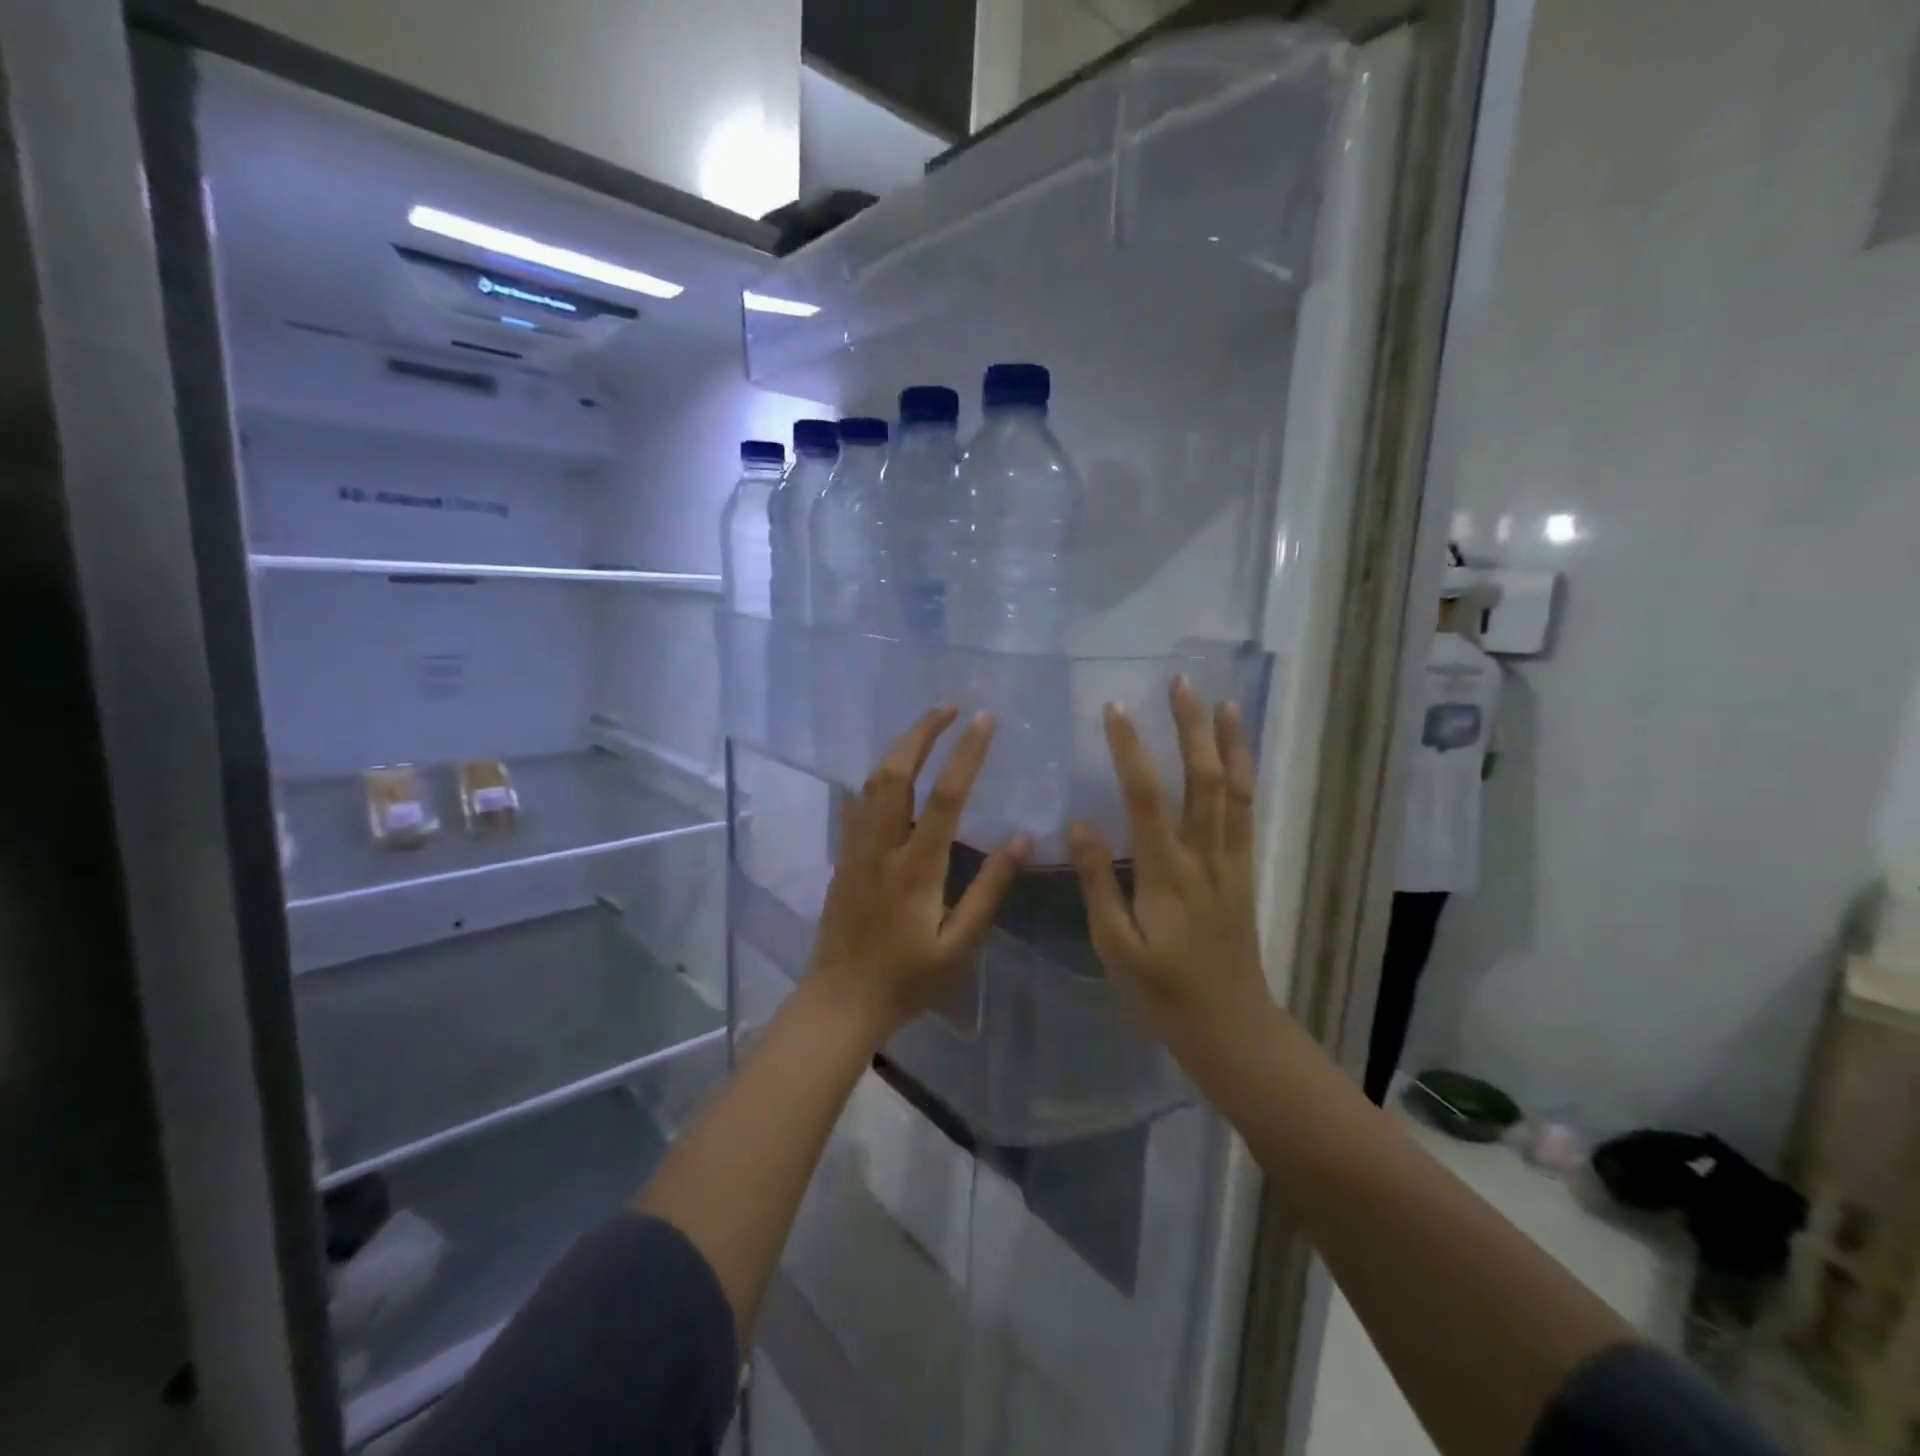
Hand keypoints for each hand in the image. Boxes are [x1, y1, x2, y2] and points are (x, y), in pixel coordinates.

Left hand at [807, 706, 1030, 1040]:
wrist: (840, 1002)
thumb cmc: (907, 979)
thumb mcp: (960, 944)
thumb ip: (989, 889)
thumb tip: (1023, 838)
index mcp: (916, 868)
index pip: (944, 796)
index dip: (966, 753)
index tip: (985, 719)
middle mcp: (881, 847)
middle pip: (894, 773)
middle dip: (920, 732)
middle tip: (948, 707)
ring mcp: (856, 850)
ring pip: (870, 783)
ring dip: (898, 748)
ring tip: (926, 729)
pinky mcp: (843, 858)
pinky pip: (857, 805)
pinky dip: (876, 779)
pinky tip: (888, 776)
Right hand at [1069, 677, 1270, 1046]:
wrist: (1230, 1027)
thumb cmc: (1162, 991)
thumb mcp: (1115, 946)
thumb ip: (1097, 882)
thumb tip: (1080, 822)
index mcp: (1165, 875)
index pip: (1145, 797)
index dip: (1130, 749)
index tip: (1115, 709)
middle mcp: (1204, 857)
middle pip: (1202, 780)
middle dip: (1191, 728)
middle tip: (1181, 683)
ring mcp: (1231, 862)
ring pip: (1234, 791)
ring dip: (1228, 742)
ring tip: (1223, 701)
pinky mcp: (1245, 871)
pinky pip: (1248, 814)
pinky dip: (1246, 776)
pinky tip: (1240, 754)